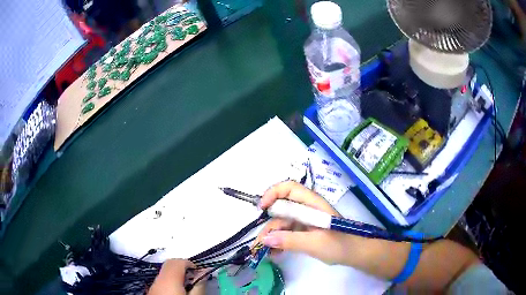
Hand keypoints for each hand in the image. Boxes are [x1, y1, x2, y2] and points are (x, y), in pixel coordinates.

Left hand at [148, 259, 203, 294]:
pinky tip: (176, 291)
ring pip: (164, 272)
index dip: (190, 263)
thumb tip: (204, 271)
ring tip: (186, 285)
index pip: (178, 261)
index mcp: (169, 279)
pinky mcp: (151, 291)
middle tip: (193, 276)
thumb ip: (199, 284)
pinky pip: (160, 280)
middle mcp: (158, 279)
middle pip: (169, 264)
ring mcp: (153, 285)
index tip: (199, 271)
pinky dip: (169, 281)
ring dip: (175, 274)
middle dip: (182, 267)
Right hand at [256, 181, 351, 264]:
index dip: (273, 193)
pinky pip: (287, 232)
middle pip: (282, 209)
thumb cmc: (339, 245)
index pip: (289, 188)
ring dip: (273, 236)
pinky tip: (275, 253)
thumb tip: (265, 239)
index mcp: (312, 204)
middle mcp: (307, 209)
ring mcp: (306, 220)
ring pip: (283, 223)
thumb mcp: (314, 243)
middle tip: (260, 242)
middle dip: (269, 224)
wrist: (354, 254)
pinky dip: (280, 241)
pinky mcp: (305, 230)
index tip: (261, 209)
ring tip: (266, 253)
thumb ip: (290, 240)